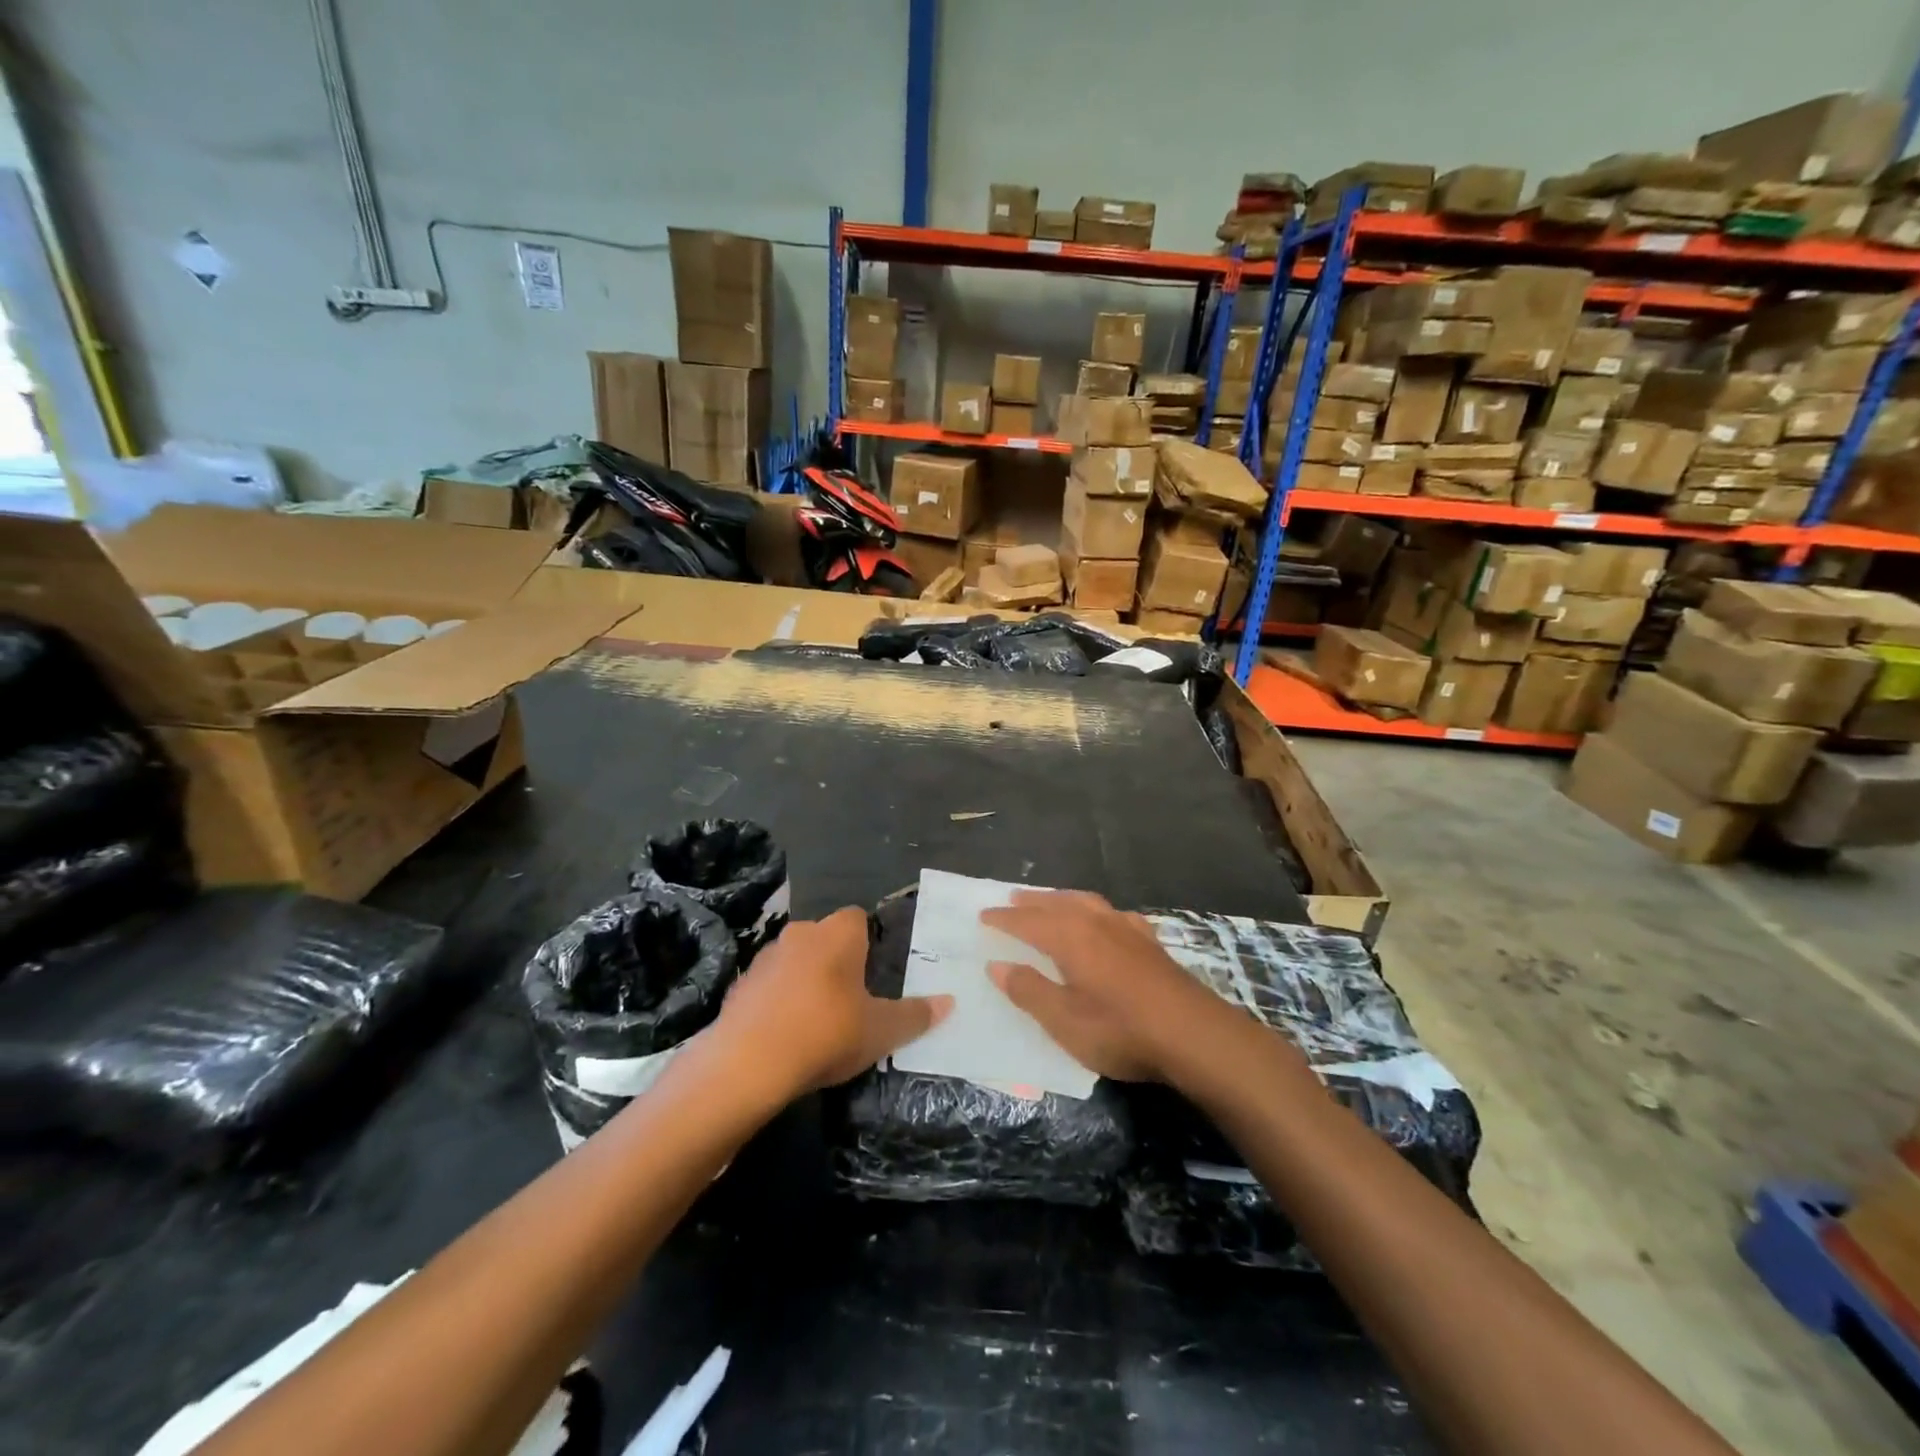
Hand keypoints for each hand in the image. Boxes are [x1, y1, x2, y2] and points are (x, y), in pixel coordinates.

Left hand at [714, 907, 951, 1095]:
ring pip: (796, 960)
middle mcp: (801, 933)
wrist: (747, 1064)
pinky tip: (785, 1034)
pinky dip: (779, 1001)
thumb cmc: (826, 1033)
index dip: (869, 941)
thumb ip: (915, 1015)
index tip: (876, 973)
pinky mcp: (740, 985)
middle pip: (826, 938)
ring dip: (806, 980)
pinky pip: (769, 985)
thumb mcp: (881, 1031)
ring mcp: (765, 957)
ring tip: (818, 1021)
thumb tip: (949, 1002)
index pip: (858, 918)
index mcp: (838, 933)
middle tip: (853, 1000)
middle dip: (838, 962)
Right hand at [982, 890, 1242, 1084]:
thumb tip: (997, 965)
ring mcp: (1127, 930)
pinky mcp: (1150, 942)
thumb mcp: (1064, 1020)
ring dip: (1062, 899)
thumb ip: (1029, 990)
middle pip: (1057, 904)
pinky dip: (1097, 911)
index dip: (1004, 919)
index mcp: (1070, 938)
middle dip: (1032, 902)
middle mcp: (1096, 923)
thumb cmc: (1121, 1030)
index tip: (983, 915)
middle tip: (1012, 898)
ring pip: (1086, 903)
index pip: (1028, 922)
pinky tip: (1104, 920)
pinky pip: (1114, 914)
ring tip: (1050, 901)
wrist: (1194, 1035)